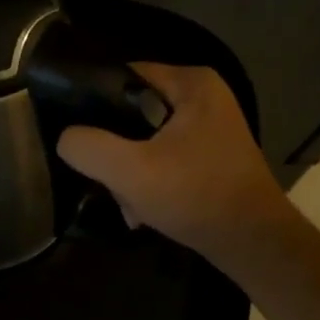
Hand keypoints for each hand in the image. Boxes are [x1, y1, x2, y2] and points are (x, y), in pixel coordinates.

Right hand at [57, 63, 288, 269]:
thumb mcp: (129, 170)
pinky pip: (163, 158)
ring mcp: (209, 127)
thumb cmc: (195, 195)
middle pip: (132, 112)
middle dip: (114, 150)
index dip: (93, 102)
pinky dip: (150, 182)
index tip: (76, 133)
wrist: (253, 244)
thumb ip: (87, 146)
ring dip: (129, 173)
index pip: (123, 76)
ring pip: (144, 140)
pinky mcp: (210, 156)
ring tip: (127, 203)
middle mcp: (203, 96)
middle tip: (104, 178)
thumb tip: (67, 138)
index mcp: (191, 82)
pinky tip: (142, 212)